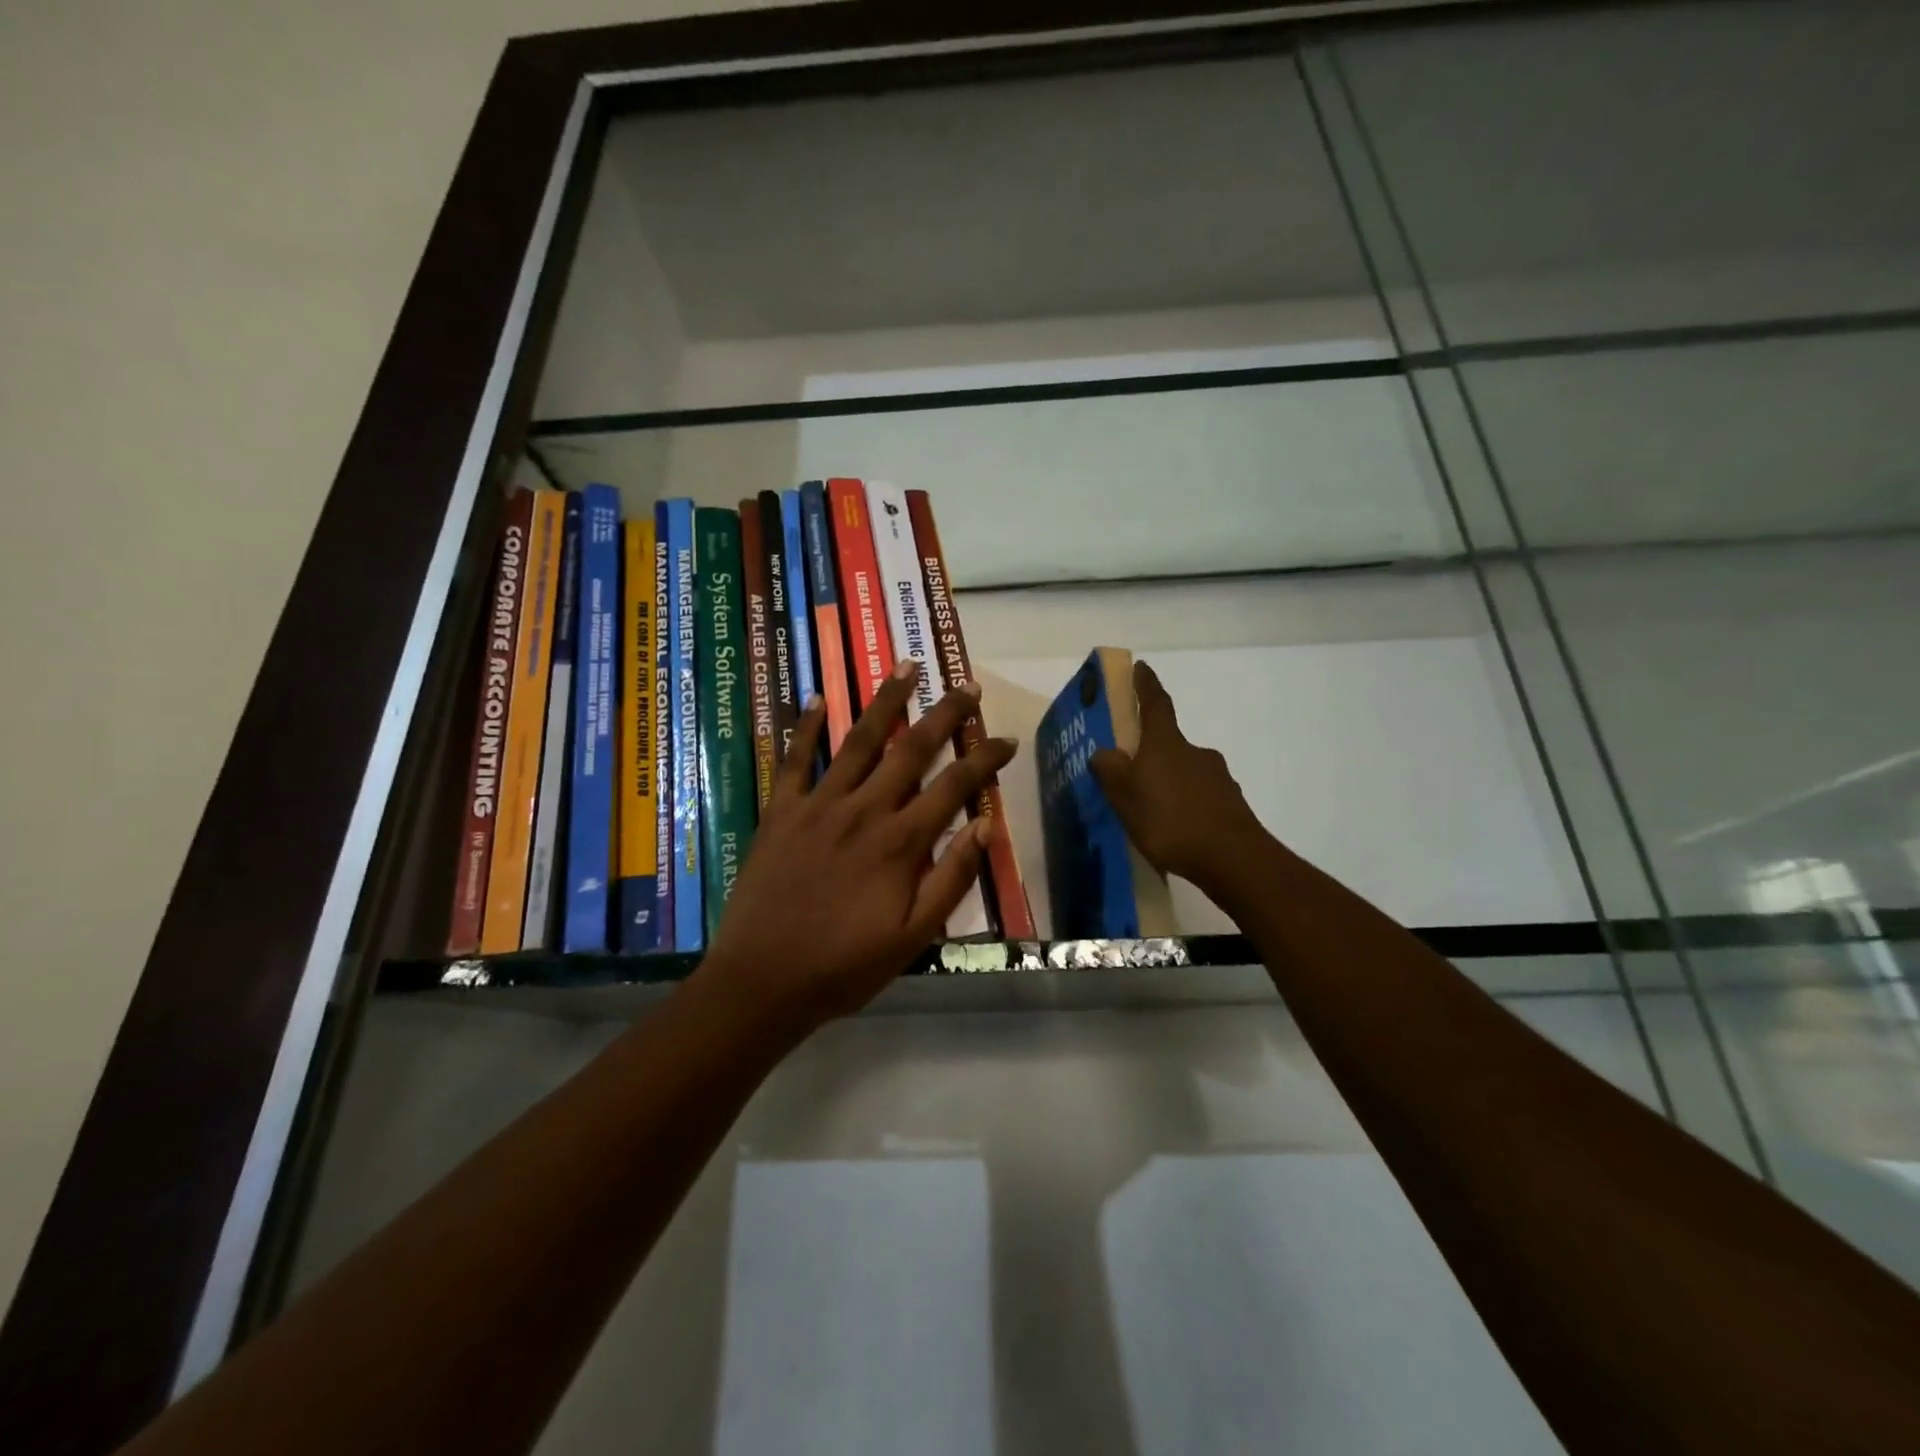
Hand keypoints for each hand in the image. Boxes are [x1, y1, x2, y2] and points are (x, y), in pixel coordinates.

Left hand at [701, 661, 1017, 1033]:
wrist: (762, 982)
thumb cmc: (844, 967)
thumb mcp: (913, 936)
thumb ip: (951, 877)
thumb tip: (984, 824)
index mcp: (900, 842)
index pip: (954, 786)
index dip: (985, 759)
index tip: (1007, 740)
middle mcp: (864, 810)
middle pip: (912, 749)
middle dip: (945, 714)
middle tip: (968, 685)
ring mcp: (818, 805)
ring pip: (859, 741)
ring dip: (885, 701)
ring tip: (905, 666)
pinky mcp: (780, 812)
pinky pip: (793, 760)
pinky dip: (804, 727)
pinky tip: (815, 699)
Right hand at [1091, 660, 1266, 890]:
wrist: (1233, 859)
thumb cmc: (1171, 821)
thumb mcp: (1126, 798)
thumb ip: (1111, 772)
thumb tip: (1104, 752)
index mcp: (1166, 744)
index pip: (1155, 704)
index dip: (1146, 685)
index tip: (1141, 667)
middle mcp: (1195, 753)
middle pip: (1169, 743)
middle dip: (1151, 752)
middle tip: (1131, 771)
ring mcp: (1217, 778)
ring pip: (1185, 772)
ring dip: (1168, 781)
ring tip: (1150, 809)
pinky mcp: (1230, 805)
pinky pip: (1199, 797)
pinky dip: (1185, 804)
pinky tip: (1175, 829)